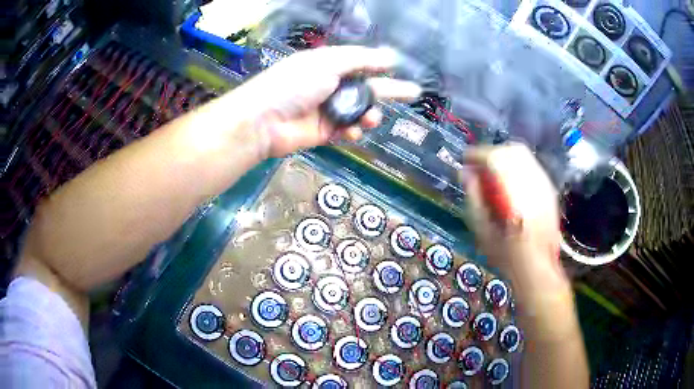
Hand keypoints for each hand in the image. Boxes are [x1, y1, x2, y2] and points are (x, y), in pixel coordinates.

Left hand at [234, 46, 421, 157]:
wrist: (264, 120)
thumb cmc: (294, 84)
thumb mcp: (328, 63)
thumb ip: (360, 60)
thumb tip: (389, 56)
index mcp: (329, 65)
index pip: (361, 63)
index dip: (380, 65)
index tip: (399, 67)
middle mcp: (331, 85)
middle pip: (367, 87)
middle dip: (390, 90)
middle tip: (414, 93)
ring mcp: (329, 109)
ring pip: (360, 111)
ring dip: (369, 114)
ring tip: (370, 118)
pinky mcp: (325, 131)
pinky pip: (348, 130)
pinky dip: (353, 130)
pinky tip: (353, 130)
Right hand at [463, 143, 567, 293]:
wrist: (539, 266)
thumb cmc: (507, 254)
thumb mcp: (482, 230)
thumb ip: (474, 197)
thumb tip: (464, 173)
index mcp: (514, 194)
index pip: (494, 158)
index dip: (477, 154)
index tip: (465, 159)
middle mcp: (532, 183)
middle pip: (510, 150)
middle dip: (491, 153)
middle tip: (479, 166)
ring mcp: (544, 184)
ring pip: (523, 155)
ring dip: (504, 157)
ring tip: (493, 172)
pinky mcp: (550, 189)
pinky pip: (531, 165)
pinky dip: (517, 165)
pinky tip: (510, 181)